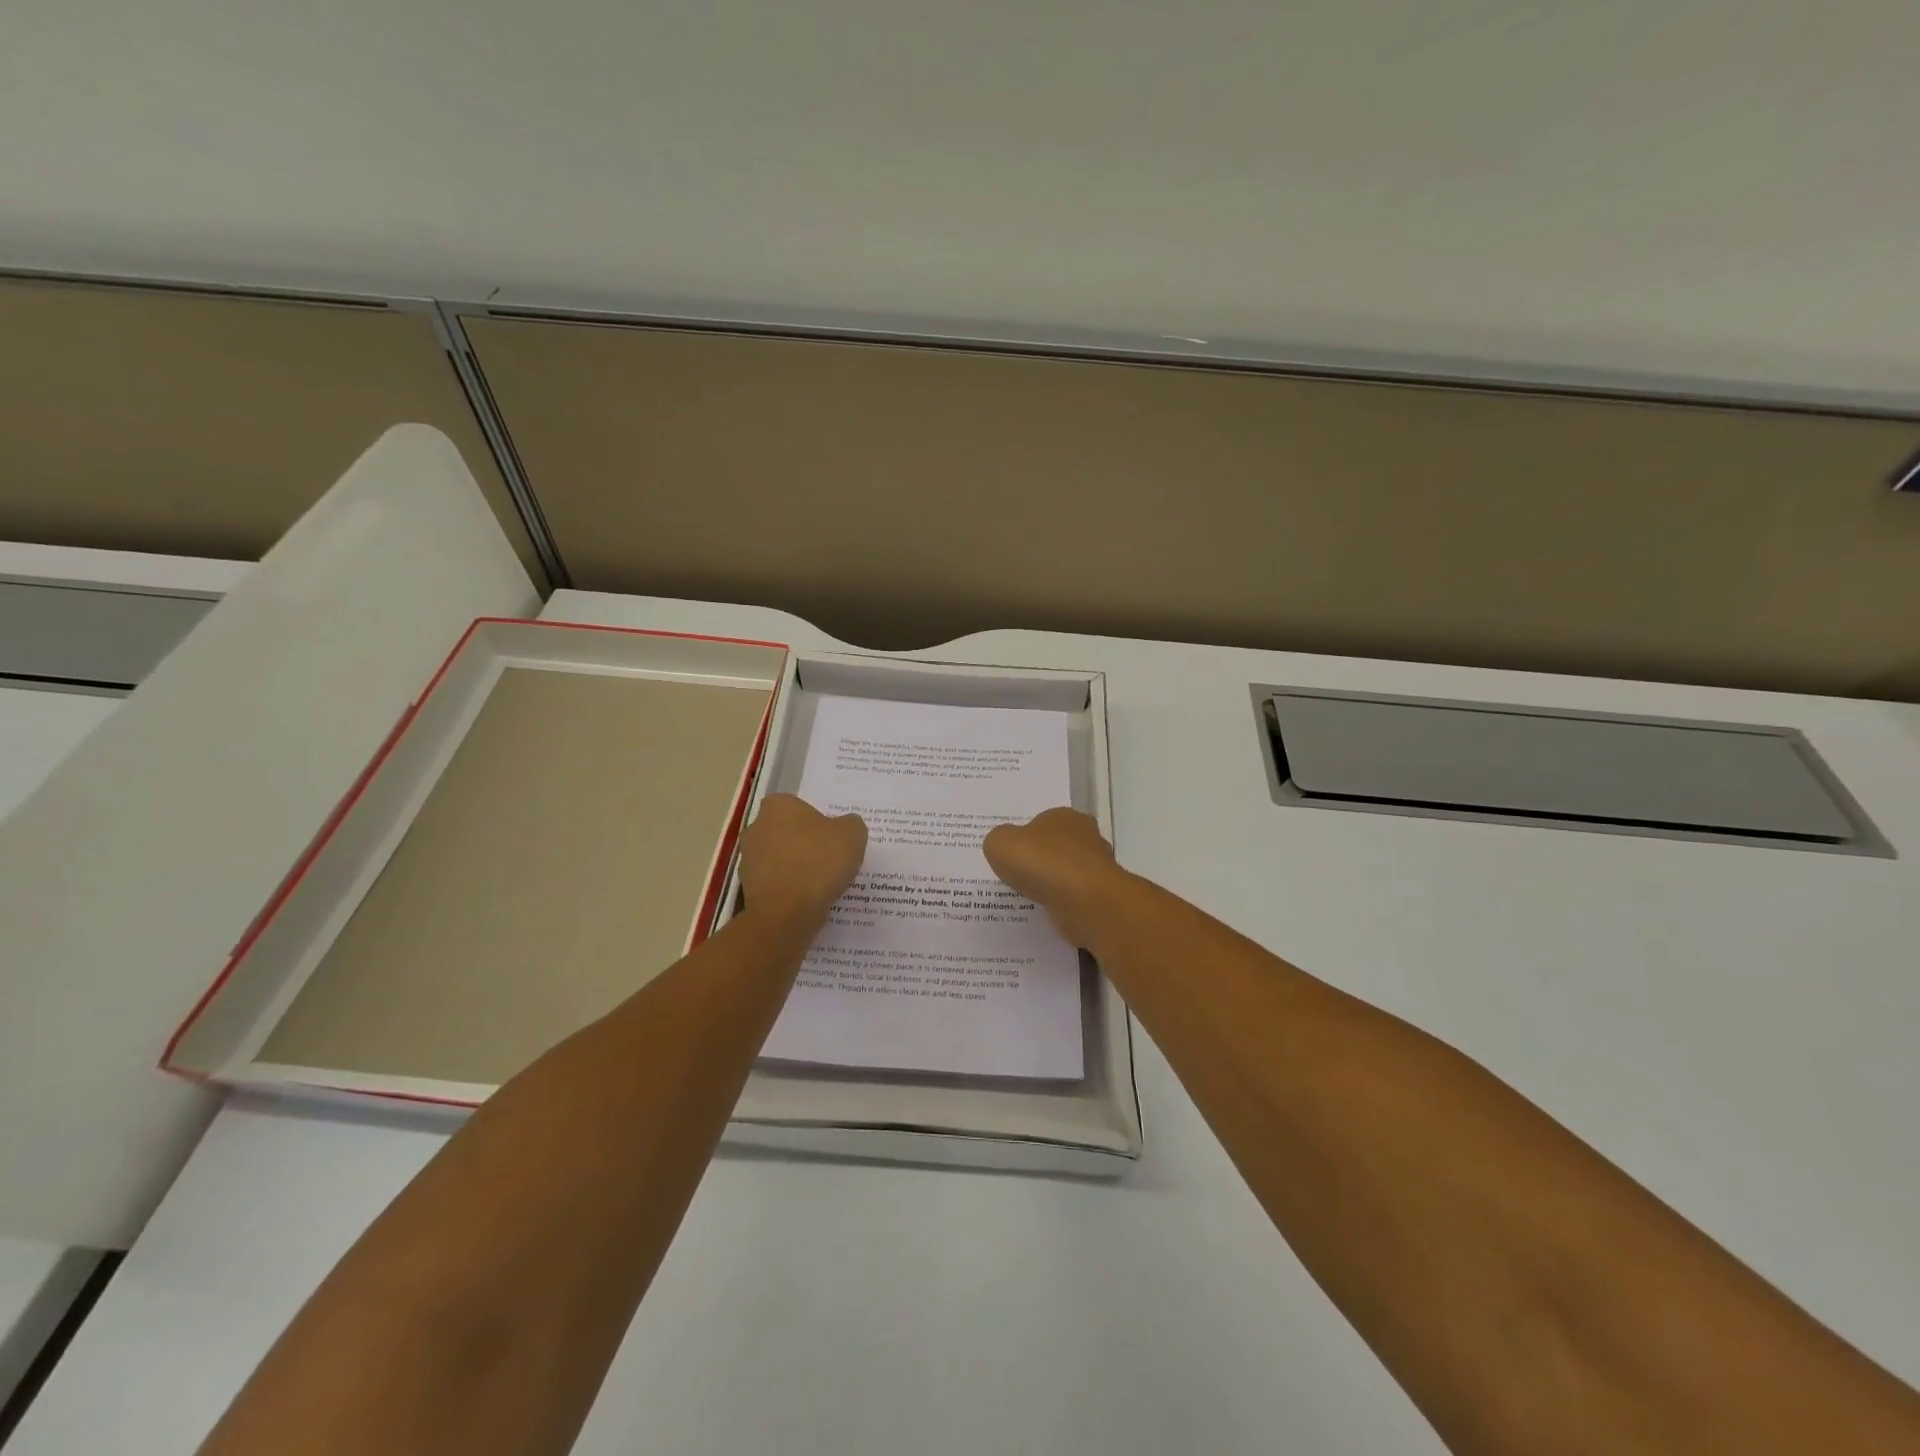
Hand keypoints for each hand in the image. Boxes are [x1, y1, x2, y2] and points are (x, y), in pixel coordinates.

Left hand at [738, 794, 866, 923]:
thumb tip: (845, 828)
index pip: (798, 806)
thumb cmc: (819, 862)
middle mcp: (756, 827)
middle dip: (803, 843)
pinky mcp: (747, 889)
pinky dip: (789, 889)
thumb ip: (850, 824)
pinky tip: (807, 899)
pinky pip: (775, 883)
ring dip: (795, 867)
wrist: (787, 913)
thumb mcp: (853, 834)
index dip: (817, 820)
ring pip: (779, 858)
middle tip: (829, 858)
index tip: (832, 837)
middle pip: (786, 831)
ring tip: (821, 883)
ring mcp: (748, 859)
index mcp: (778, 806)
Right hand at [983, 807, 1126, 948]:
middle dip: (1042, 859)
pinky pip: (1075, 896)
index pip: (1043, 821)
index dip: (1025, 837)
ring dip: (1054, 883)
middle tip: (1019, 875)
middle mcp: (1086, 836)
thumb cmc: (1042, 863)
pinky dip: (1063, 903)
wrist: (1084, 901)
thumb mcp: (1000, 843)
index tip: (1012, 855)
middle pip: (1058, 845)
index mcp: (1064, 816)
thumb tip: (1004, 845)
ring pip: (1068, 872)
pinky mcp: (1102, 895)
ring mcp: (1098, 867)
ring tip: (1031, 896)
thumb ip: (998, 840)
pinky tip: (1047, 911)